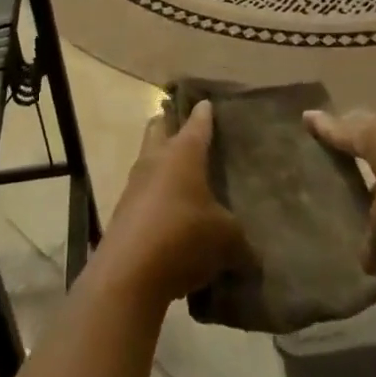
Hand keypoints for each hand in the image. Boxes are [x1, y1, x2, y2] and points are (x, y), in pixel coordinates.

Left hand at [99, 102, 253, 306]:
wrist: (129, 273)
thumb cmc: (184, 237)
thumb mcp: (226, 240)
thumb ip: (241, 241)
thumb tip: (252, 254)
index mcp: (183, 152)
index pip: (197, 122)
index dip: (204, 113)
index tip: (207, 103)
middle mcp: (156, 159)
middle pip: (159, 127)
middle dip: (171, 124)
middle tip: (187, 130)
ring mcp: (135, 184)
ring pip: (148, 160)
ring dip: (161, 164)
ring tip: (183, 179)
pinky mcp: (123, 212)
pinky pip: (142, 194)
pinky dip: (155, 199)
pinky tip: (171, 219)